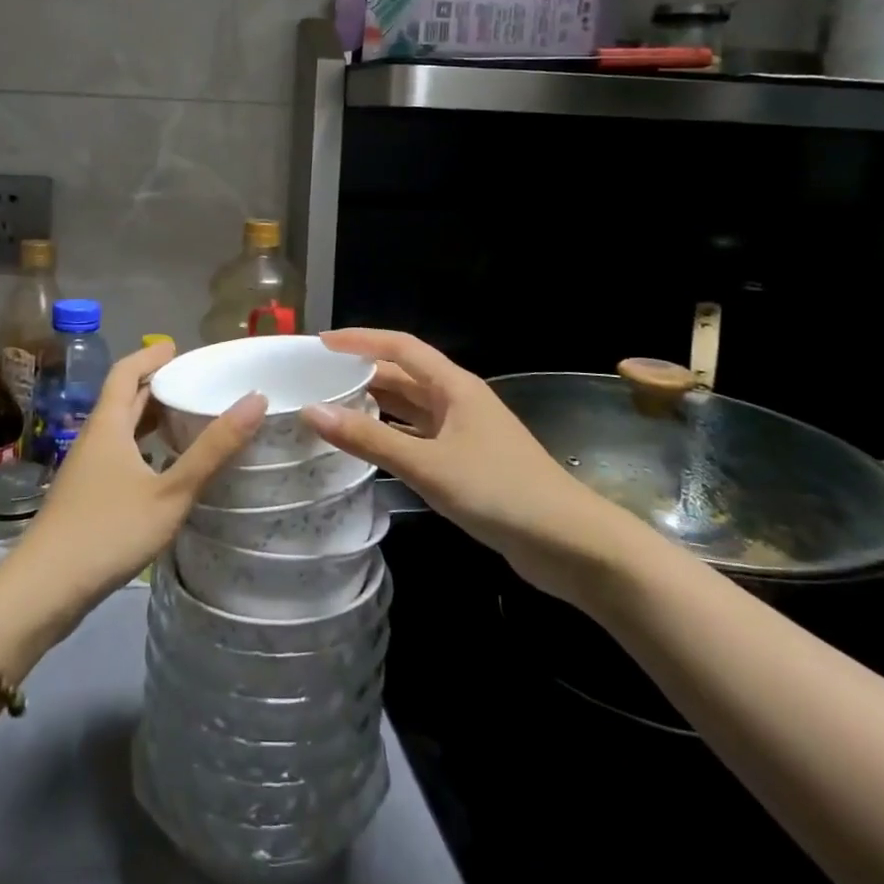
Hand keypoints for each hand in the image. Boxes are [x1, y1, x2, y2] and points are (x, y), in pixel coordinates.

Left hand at [3, 340, 264, 635]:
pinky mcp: (85, 496)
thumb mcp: (170, 492)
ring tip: (187, 418)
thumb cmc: (108, 531)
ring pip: (121, 429)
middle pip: (123, 399)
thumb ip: (213, 449)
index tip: (178, 347)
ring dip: (150, 417)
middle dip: (156, 386)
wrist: (44, 590)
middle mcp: (94, 439)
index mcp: (108, 425)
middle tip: (195, 382)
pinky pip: (119, 454)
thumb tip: (255, 400)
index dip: (150, 357)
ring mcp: (86, 469)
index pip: (126, 373)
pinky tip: (164, 467)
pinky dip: (143, 447)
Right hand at [301, 329, 647, 605]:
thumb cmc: (499, 491)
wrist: (569, 543)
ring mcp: (464, 432)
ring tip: (330, 407)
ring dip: (375, 405)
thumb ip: (370, 440)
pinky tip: (367, 447)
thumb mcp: (428, 465)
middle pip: (403, 375)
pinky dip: (391, 435)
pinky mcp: (467, 462)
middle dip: (361, 373)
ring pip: (410, 407)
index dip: (360, 340)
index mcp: (454, 386)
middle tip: (316, 379)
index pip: (400, 347)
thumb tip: (313, 411)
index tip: (321, 343)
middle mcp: (458, 400)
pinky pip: (419, 436)